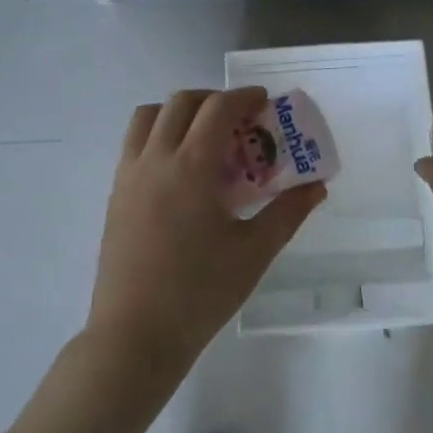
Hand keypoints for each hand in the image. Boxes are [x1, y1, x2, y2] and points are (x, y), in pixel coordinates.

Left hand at [87, 87, 325, 385]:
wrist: (135, 335)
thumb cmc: (200, 293)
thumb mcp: (254, 253)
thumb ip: (287, 213)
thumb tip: (317, 187)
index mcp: (191, 167)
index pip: (217, 109)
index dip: (243, 97)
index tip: (264, 102)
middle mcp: (155, 159)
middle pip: (181, 103)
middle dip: (213, 99)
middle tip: (239, 119)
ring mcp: (129, 175)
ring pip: (149, 117)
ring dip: (179, 112)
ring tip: (204, 137)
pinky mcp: (115, 194)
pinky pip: (134, 143)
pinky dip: (158, 134)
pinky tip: (179, 169)